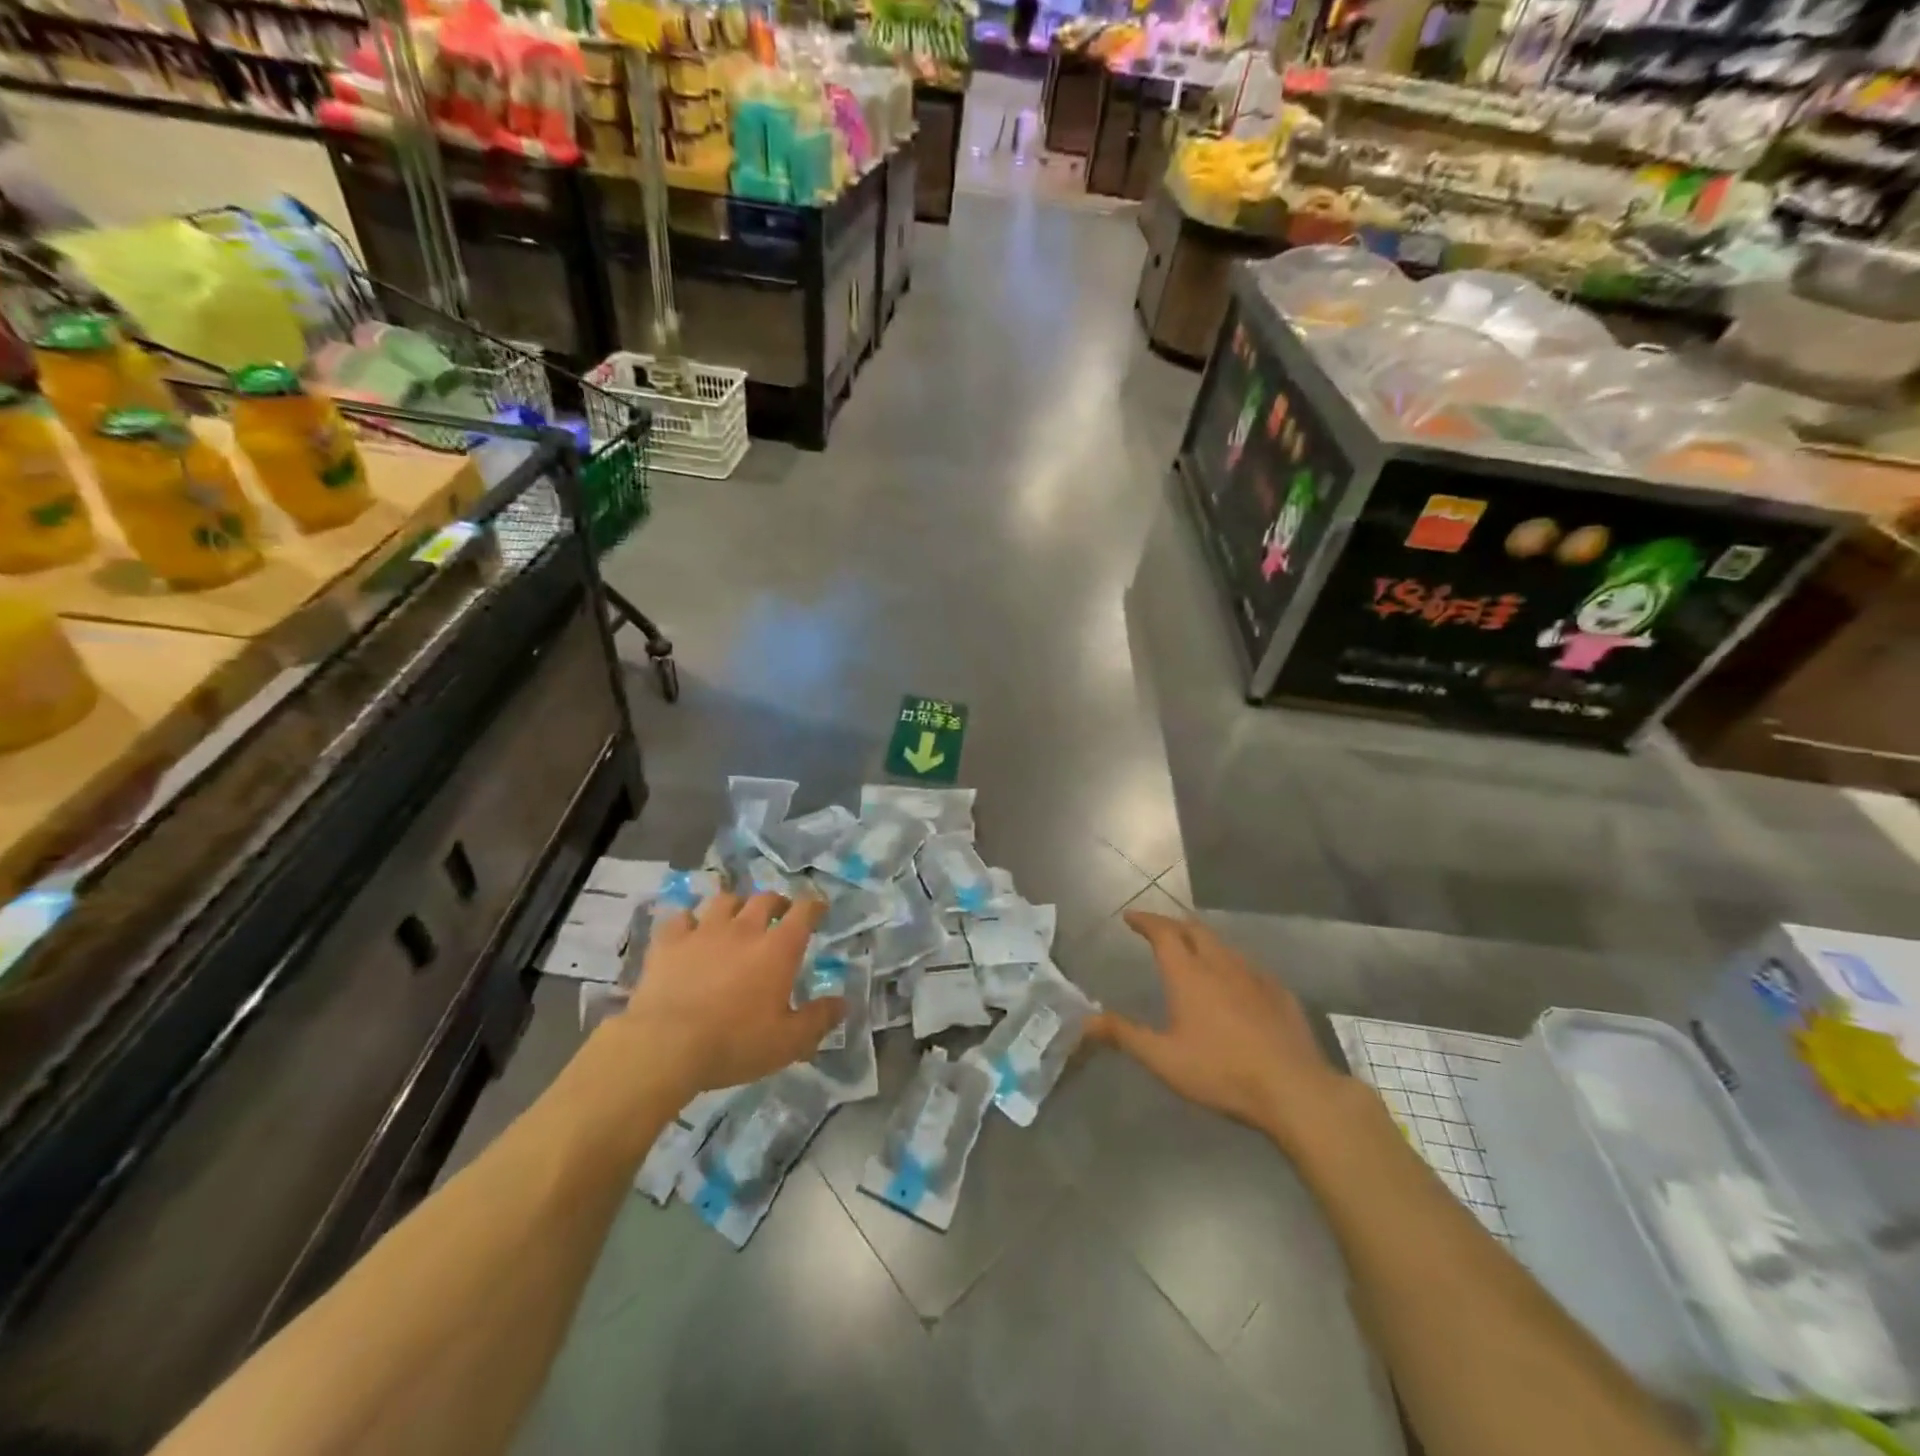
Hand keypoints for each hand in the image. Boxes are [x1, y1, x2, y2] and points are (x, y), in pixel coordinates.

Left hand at [611, 891, 843, 1101]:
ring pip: (725, 900)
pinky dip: (691, 921)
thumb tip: (843, 1003)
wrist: (665, 1045)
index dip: (815, 905)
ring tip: (737, 917)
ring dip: (736, 905)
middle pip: (765, 899)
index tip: (819, 908)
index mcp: (778, 949)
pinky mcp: (669, 941)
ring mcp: (704, 931)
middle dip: (777, 902)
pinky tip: (691, 931)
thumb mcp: (787, 1042)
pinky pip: (682, 917)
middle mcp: (744, 929)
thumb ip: (818, 1019)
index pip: (804, 912)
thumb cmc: (734, 1043)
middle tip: (780, 914)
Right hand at [1091, 911, 1349, 1149]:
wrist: (1294, 1089)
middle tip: (1159, 930)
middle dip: (1173, 924)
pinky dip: (1231, 963)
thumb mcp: (1164, 1059)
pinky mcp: (1279, 993)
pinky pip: (1249, 966)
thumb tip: (1085, 1021)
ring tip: (1193, 952)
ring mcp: (1254, 976)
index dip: (1145, 921)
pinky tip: (1235, 982)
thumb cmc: (1221, 1071)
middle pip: (1194, 929)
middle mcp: (1220, 964)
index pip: (1163, 932)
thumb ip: (1125, 1035)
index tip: (1131, 917)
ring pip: (1223, 945)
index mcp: (1188, 974)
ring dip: (1203, 942)